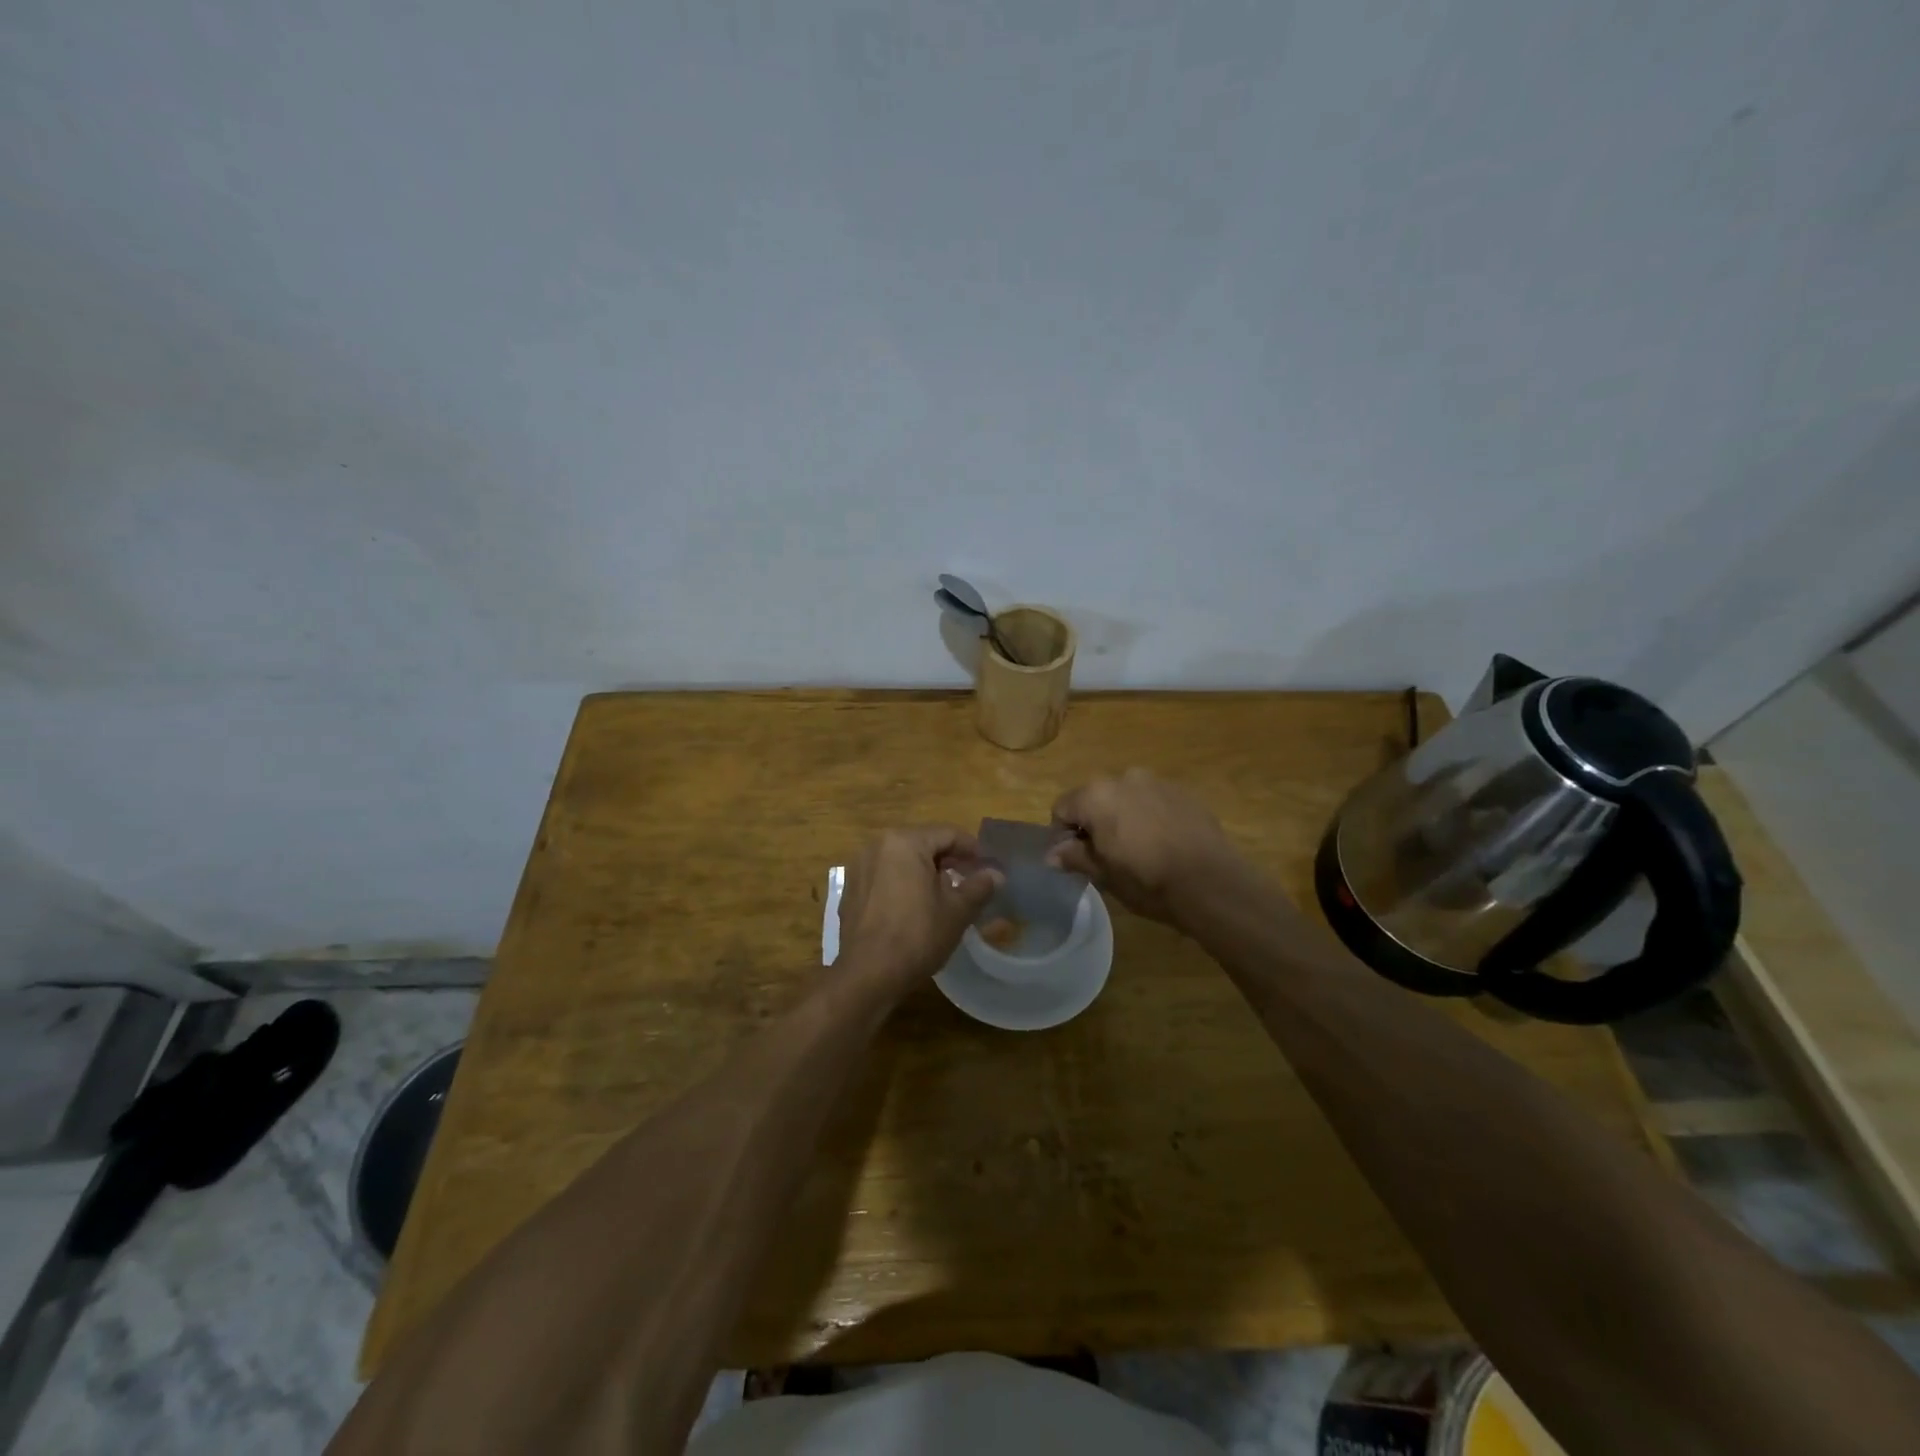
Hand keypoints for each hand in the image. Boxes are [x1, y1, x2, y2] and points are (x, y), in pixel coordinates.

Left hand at [838, 826, 1001, 985]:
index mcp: (904, 841)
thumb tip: (996, 874)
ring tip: (946, 894)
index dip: (972, 849)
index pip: (947, 834)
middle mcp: (877, 845)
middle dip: (948, 860)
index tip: (988, 866)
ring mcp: (859, 867)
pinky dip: (903, 883)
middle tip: (970, 879)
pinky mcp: (851, 889)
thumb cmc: (917, 936)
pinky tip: (916, 906)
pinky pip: (884, 876)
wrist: (867, 975)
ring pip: (902, 859)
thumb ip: (979, 886)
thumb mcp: (957, 911)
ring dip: (925, 871)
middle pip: (922, 843)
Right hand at [1048, 769, 1245, 925]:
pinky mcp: (1183, 792)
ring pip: (1126, 797)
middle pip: (1094, 798)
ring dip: (1124, 816)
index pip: (1062, 808)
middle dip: (1095, 822)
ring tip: (1140, 849)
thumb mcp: (1104, 875)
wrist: (1210, 883)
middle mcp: (1124, 777)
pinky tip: (1164, 843)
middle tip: (1108, 855)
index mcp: (1096, 795)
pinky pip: (1154, 800)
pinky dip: (1151, 816)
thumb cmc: (1147, 881)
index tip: (1077, 858)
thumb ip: (1075, 857)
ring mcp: (1157, 781)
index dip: (1064, 834)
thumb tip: (1051, 854)